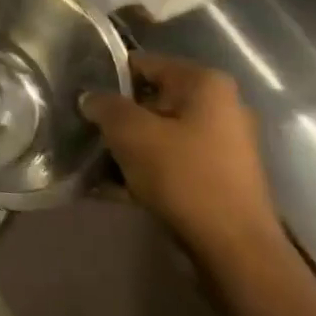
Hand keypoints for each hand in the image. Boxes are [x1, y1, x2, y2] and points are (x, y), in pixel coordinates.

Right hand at [81, 51, 282, 268]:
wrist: (234, 251)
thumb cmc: (184, 176)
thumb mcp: (130, 132)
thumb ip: (104, 106)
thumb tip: (90, 98)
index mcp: (204, 83)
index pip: (142, 64)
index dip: (107, 78)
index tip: (80, 96)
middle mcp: (219, 106)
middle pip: (150, 101)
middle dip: (117, 118)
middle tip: (84, 130)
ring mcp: (221, 144)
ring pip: (158, 134)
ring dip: (127, 148)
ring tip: (92, 162)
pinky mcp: (217, 178)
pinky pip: (170, 163)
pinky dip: (143, 171)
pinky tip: (111, 188)